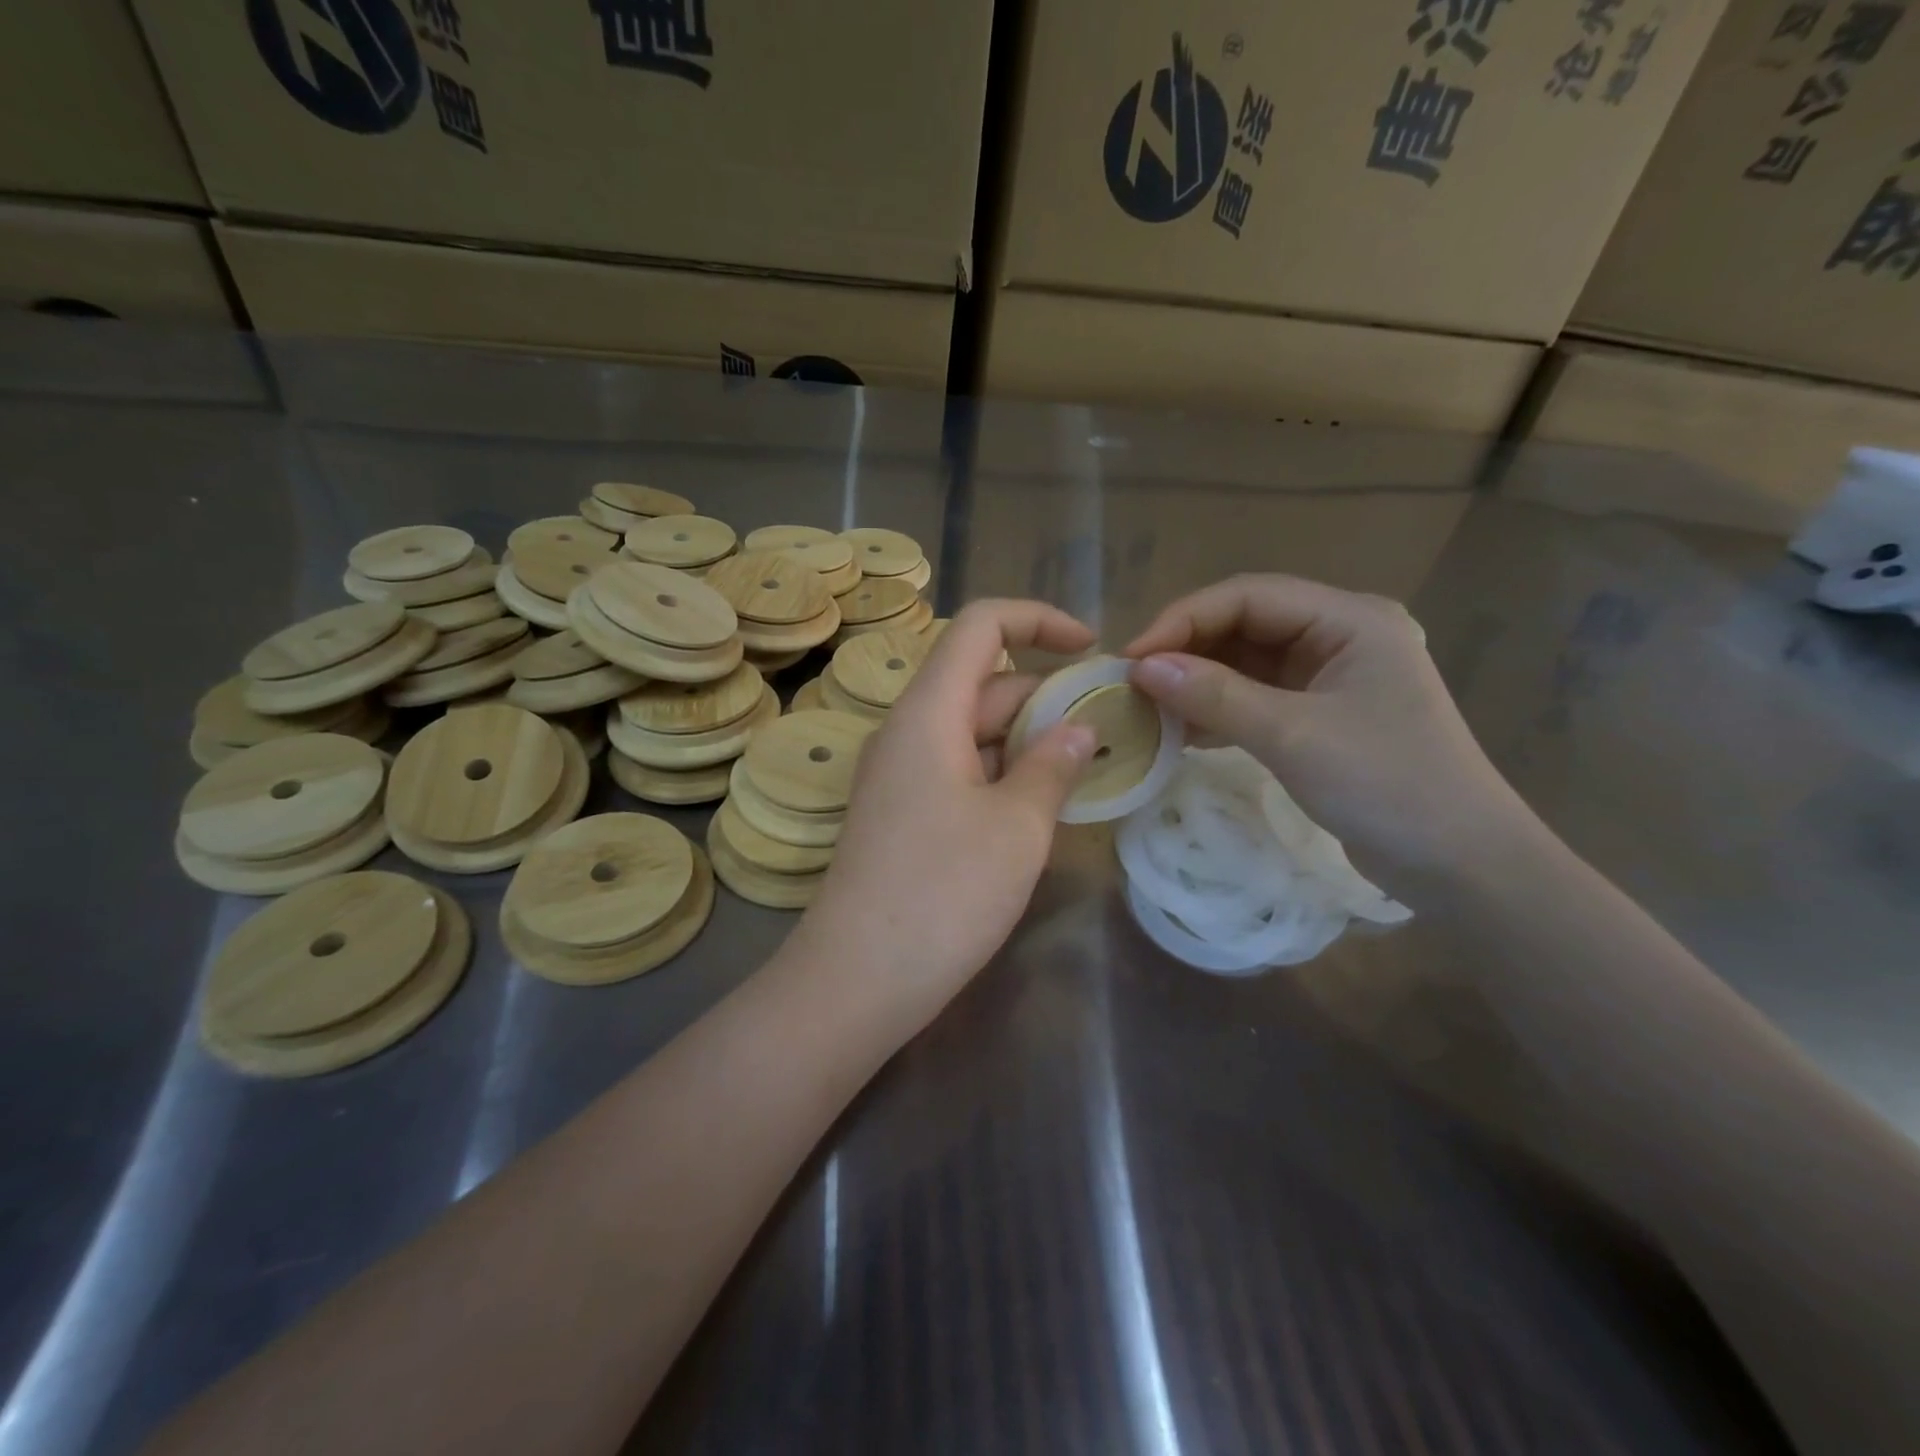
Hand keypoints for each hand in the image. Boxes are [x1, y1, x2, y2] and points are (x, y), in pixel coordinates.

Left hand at [794, 600, 1096, 1011]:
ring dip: (1028, 738)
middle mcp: (908, 731)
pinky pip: (958, 769)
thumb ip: (1052, 765)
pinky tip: (1040, 804)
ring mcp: (900, 774)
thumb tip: (1079, 730)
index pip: (980, 626)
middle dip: (1046, 693)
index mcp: (929, 712)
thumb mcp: (1017, 826)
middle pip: (982, 680)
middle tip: (1109, 727)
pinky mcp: (901, 813)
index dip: (1038, 619)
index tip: (1091, 649)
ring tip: (1087, 765)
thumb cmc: (944, 893)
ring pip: (972, 730)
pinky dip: (1002, 772)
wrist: (858, 979)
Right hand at [1125, 575, 1532, 881]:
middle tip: (1132, 685)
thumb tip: (1140, 669)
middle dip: (1186, 650)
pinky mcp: (1319, 713)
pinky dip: (1217, 709)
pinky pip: (1255, 695)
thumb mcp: (1293, 736)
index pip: (1248, 596)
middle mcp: (1338, 634)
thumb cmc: (1386, 786)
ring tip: (1148, 708)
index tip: (1131, 659)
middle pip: (1244, 623)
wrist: (1459, 863)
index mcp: (1348, 618)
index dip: (1183, 620)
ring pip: (1245, 661)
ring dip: (1197, 681)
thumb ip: (1215, 696)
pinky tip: (1181, 730)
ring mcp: (1329, 675)